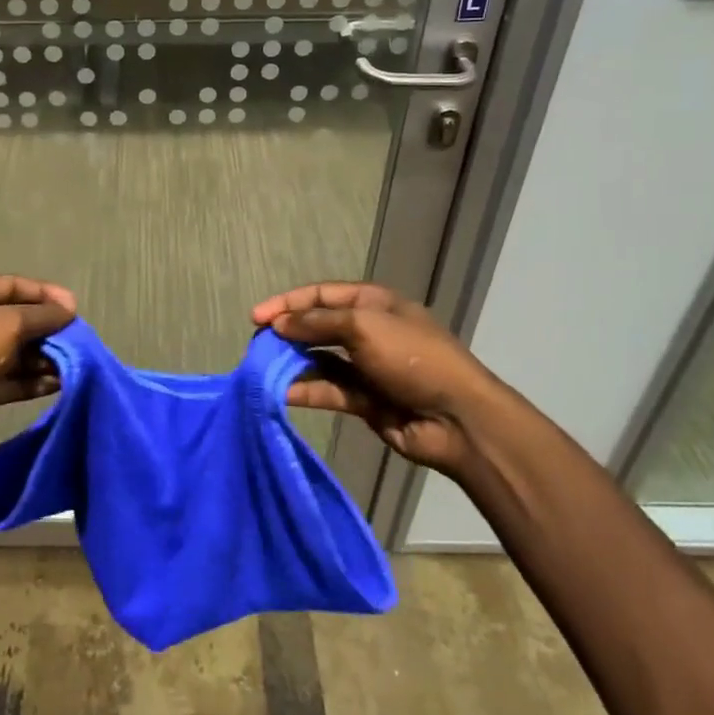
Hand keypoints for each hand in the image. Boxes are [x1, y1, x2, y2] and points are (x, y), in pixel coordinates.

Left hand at [0, 275, 76, 459]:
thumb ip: (40, 315)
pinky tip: (59, 384)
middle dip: (48, 328)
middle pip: (18, 321)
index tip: (73, 307)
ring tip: (73, 363)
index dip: (44, 293)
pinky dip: (36, 382)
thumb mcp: (6, 323)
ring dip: (45, 358)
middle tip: (77, 339)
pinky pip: (15, 381)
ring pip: (19, 353)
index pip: (13, 286)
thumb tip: (69, 310)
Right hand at [252, 281, 498, 475]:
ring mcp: (365, 367)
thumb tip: (279, 323)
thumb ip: (317, 323)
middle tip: (256, 346)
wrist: (457, 419)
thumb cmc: (412, 358)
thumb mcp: (364, 326)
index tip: (256, 317)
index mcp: (372, 303)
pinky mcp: (364, 400)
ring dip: (291, 363)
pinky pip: (327, 390)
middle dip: (286, 333)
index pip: (321, 295)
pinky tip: (281, 393)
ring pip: (318, 360)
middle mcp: (367, 331)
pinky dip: (305, 390)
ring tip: (261, 370)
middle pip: (317, 327)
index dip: (287, 303)